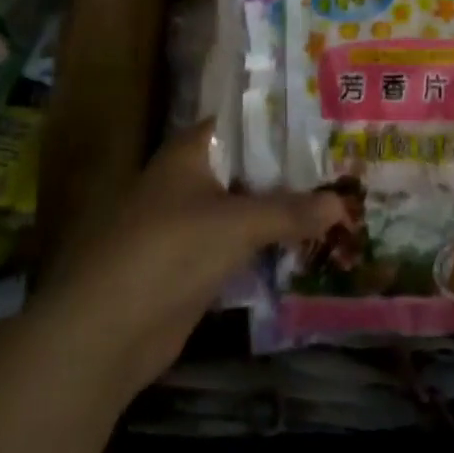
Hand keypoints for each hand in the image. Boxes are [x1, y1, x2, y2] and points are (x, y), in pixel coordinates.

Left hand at [34, 120, 346, 401]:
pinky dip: (269, 243)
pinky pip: (241, 243)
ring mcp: (192, 222)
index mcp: (191, 151)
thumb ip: (290, 211)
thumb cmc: (169, 251)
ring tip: (339, 200)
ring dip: (284, 209)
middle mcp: (191, 178)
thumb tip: (344, 202)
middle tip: (345, 165)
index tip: (328, 121)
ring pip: (247, 206)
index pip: (245, 122)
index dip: (284, 121)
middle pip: (250, 166)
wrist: (107, 331)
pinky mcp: (195, 262)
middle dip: (293, 170)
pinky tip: (309, 243)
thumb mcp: (236, 224)